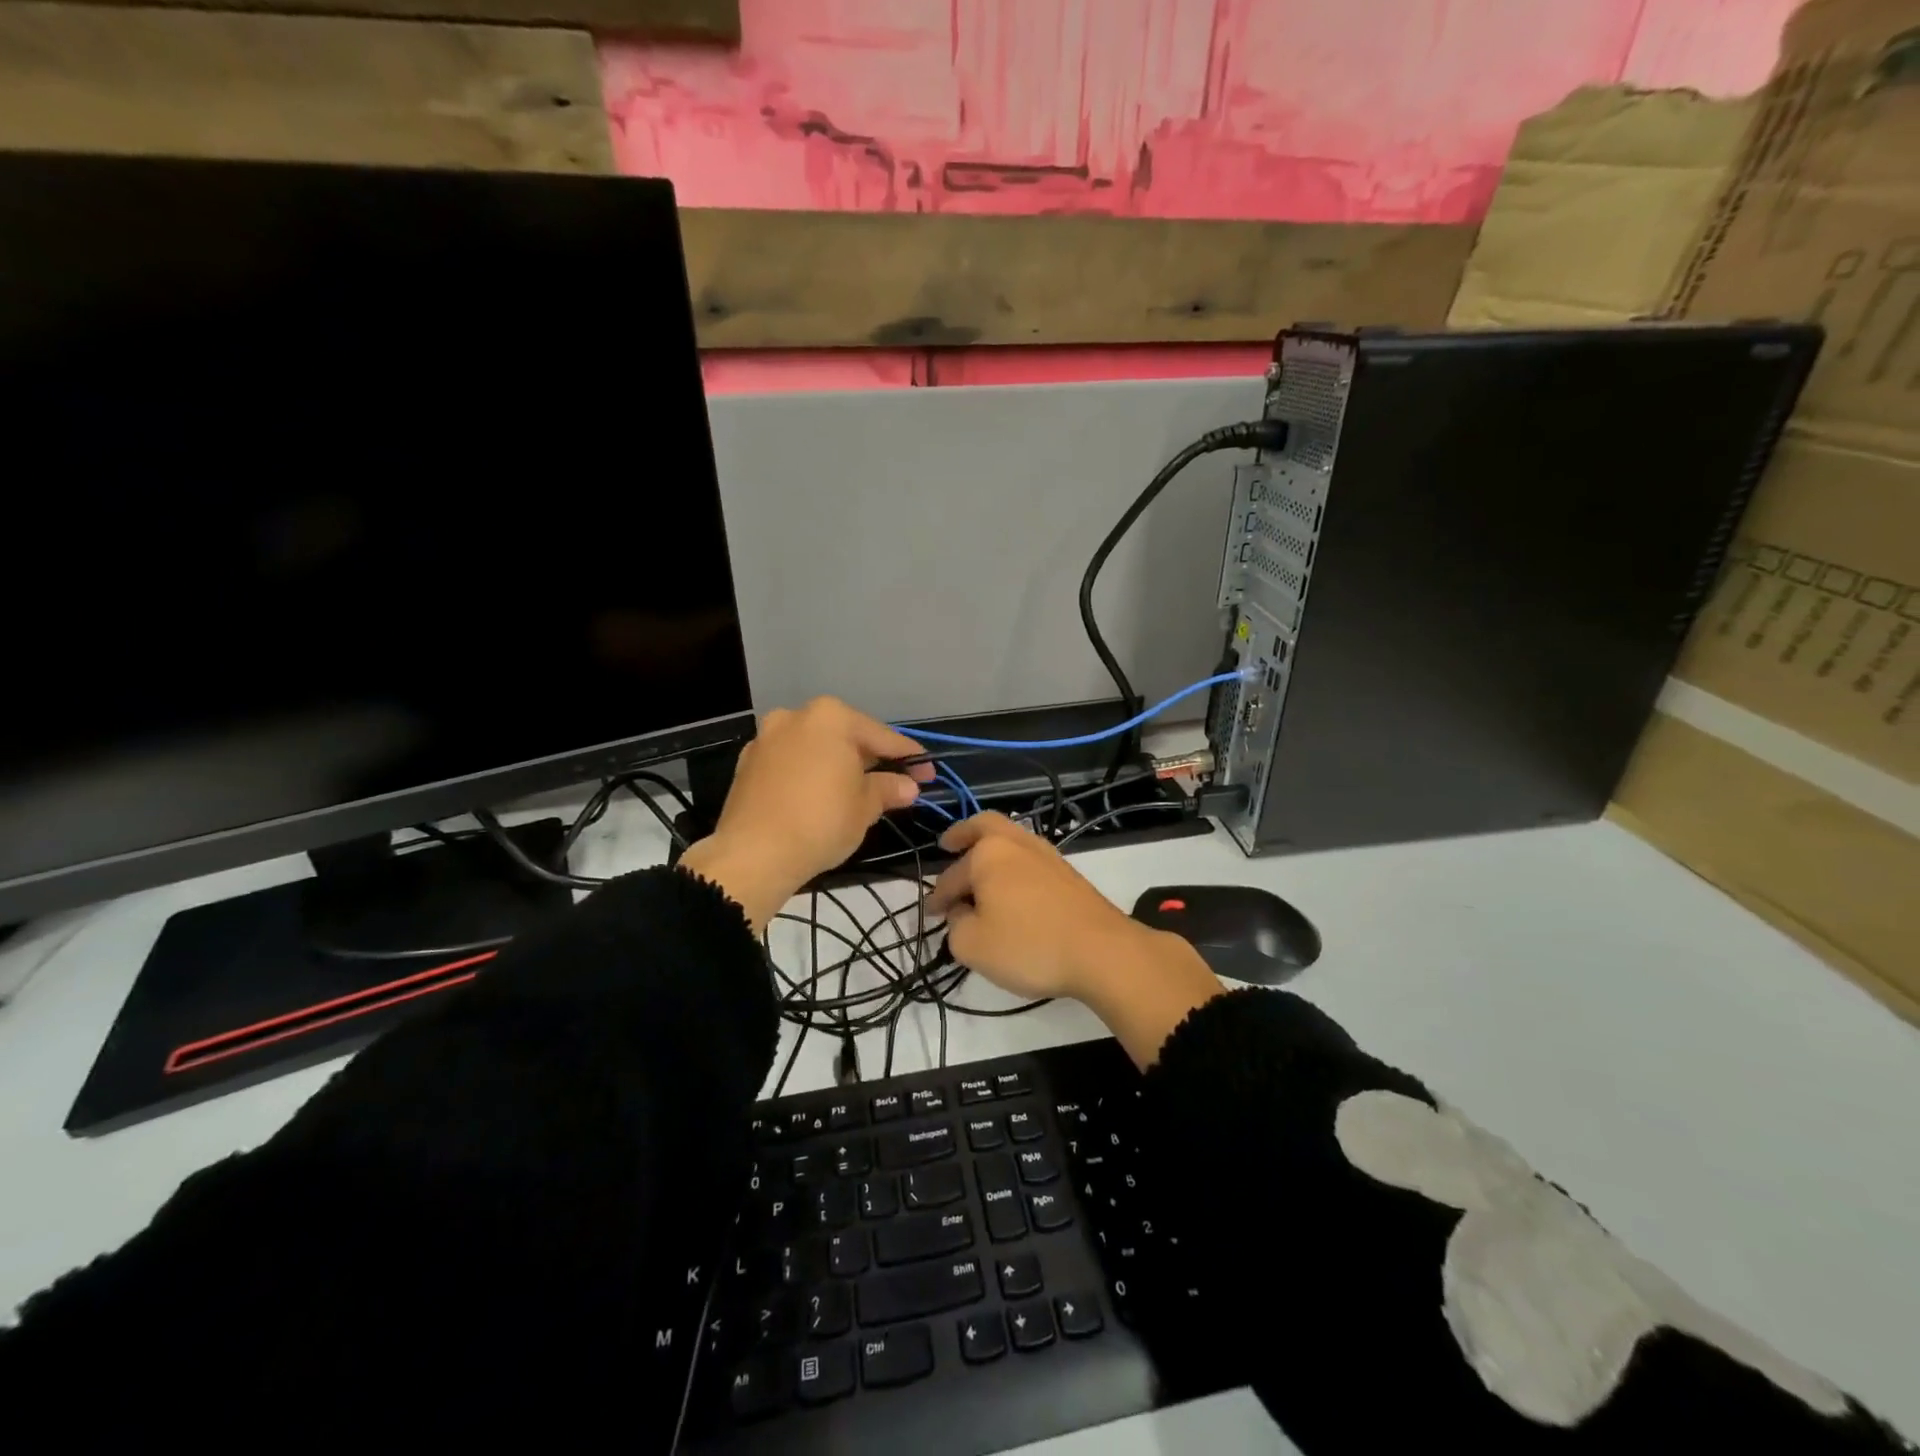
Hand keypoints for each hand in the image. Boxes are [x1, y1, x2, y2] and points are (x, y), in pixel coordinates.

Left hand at [679, 698, 930, 930]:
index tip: (928, 772)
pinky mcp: (748, 763)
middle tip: (895, 782)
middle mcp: (796, 716)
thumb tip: (908, 786)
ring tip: (857, 790)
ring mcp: (767, 738)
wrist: (753, 854)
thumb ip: (888, 789)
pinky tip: (820, 796)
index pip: (882, 737)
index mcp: (831, 717)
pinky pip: (791, 762)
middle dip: (871, 758)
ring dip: (838, 764)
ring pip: (815, 747)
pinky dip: (809, 773)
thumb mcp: (865, 806)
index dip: (909, 757)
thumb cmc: (821, 821)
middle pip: (845, 736)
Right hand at [928, 813, 1136, 998]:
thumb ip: (955, 925)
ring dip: (990, 848)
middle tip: (948, 843)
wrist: (1101, 951)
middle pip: (985, 824)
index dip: (938, 898)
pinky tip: (1011, 885)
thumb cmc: (1029, 945)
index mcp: (988, 853)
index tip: (932, 915)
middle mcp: (1016, 842)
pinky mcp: (1067, 872)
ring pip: (1010, 838)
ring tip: (979, 868)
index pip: (951, 876)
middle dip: (963, 833)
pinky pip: (1028, 857)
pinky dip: (1012, 863)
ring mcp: (1046, 854)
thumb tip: (962, 911)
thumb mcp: (972, 946)